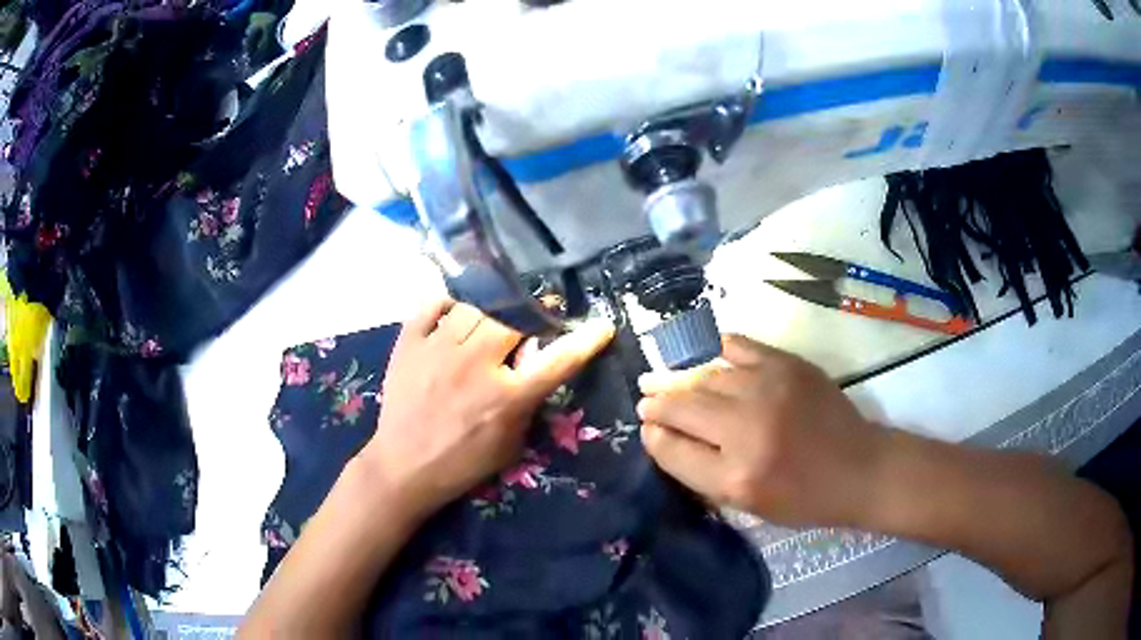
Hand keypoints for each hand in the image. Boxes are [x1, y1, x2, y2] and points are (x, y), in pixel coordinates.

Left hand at [360, 299, 614, 518]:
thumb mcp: (509, 445)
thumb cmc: (461, 463)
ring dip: (493, 308)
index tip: (602, 326)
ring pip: (476, 306)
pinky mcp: (409, 344)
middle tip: (536, 315)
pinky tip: (455, 311)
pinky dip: (448, 302)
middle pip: (514, 318)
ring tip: (494, 315)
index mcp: (505, 397)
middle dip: (533, 312)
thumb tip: (534, 368)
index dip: (585, 340)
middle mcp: (475, 364)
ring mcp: (438, 349)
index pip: (557, 360)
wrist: (403, 467)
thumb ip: (527, 405)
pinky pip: (432, 304)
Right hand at [637, 335, 883, 527]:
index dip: (653, 435)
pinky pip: (738, 346)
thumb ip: (700, 471)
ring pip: (705, 375)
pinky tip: (702, 354)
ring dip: (679, 377)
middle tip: (645, 397)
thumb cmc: (802, 497)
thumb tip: (662, 435)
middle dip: (657, 401)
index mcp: (736, 476)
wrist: (858, 467)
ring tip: (662, 377)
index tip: (646, 426)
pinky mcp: (787, 364)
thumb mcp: (746, 504)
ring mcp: (768, 389)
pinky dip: (714, 349)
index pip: (673, 449)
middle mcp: (747, 428)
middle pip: (684, 406)